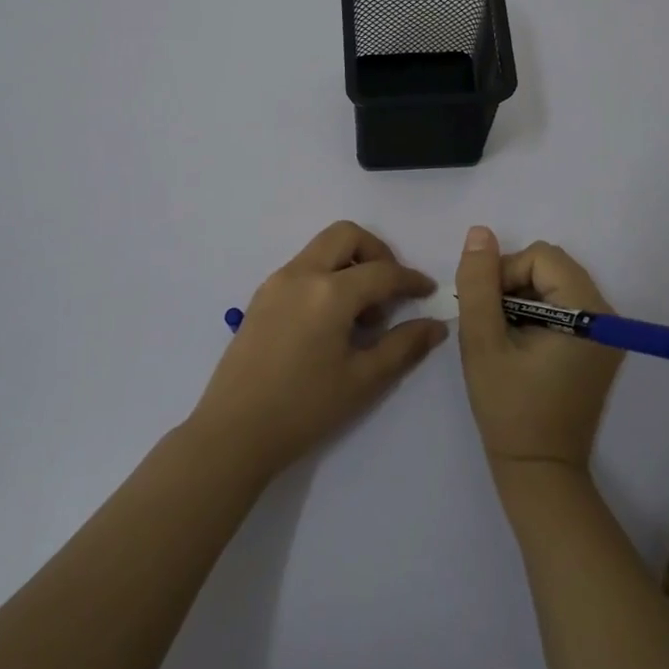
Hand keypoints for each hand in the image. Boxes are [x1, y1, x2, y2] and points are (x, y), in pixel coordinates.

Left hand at [190, 221, 446, 480]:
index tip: (428, 292)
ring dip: (349, 265)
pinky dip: (326, 277)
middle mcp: (301, 274)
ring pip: (321, 249)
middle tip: (390, 290)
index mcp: (329, 292)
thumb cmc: (304, 409)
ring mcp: (276, 282)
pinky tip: (332, 321)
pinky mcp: (261, 297)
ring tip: (361, 316)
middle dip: (376, 252)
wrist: (233, 432)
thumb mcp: (363, 380)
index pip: (381, 271)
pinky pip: (302, 268)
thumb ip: (403, 346)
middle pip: (346, 235)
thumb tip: (435, 325)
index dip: (410, 279)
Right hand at [455, 227, 623, 475]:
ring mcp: (607, 334)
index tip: (487, 312)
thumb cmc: (508, 407)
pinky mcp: (599, 348)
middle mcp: (607, 316)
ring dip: (522, 299)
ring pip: (554, 284)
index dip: (505, 274)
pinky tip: (519, 346)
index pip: (541, 257)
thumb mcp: (483, 341)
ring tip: (504, 338)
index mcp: (588, 313)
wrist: (539, 470)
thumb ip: (478, 283)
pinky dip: (536, 314)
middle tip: (492, 324)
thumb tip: (480, 233)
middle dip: (513, 285)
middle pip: (551, 266)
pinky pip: (564, 307)